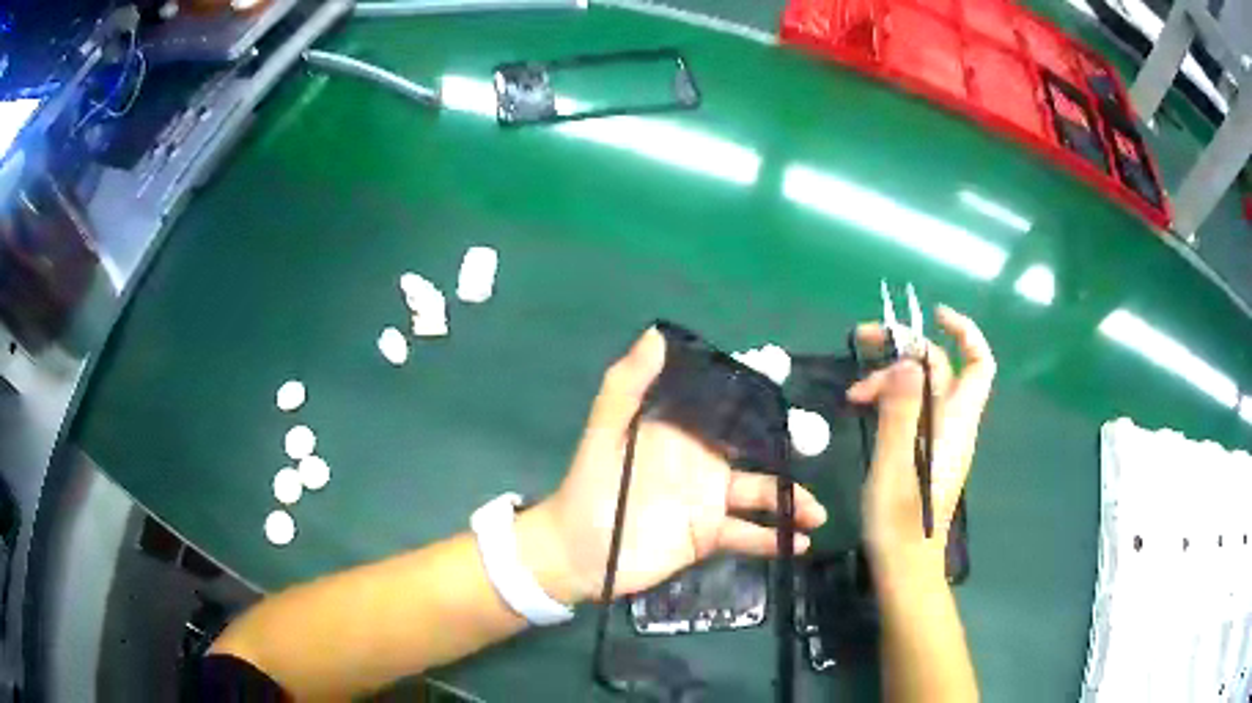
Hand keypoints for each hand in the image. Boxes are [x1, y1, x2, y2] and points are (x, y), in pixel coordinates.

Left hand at [525, 328, 827, 603]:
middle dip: (788, 444)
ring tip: (817, 513)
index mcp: (682, 432)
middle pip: (756, 447)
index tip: (785, 371)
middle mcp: (703, 461)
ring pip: (761, 494)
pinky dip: (771, 539)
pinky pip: (748, 534)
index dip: (753, 387)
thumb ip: (627, 386)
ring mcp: (710, 500)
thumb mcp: (604, 433)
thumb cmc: (590, 488)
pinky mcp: (709, 535)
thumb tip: (657, 334)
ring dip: (792, 501)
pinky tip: (796, 544)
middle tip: (817, 442)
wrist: (578, 552)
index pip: (724, 404)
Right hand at [848, 306, 995, 575]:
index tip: (933, 315)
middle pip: (940, 369)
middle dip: (905, 349)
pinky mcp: (925, 453)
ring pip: (922, 389)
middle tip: (862, 344)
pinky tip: (864, 409)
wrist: (904, 568)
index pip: (978, 364)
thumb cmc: (900, 523)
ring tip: (853, 393)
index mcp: (955, 423)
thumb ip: (903, 413)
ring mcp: (939, 440)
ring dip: (890, 378)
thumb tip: (910, 362)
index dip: (963, 332)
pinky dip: (891, 399)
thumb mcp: (895, 466)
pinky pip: (913, 410)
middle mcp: (953, 425)